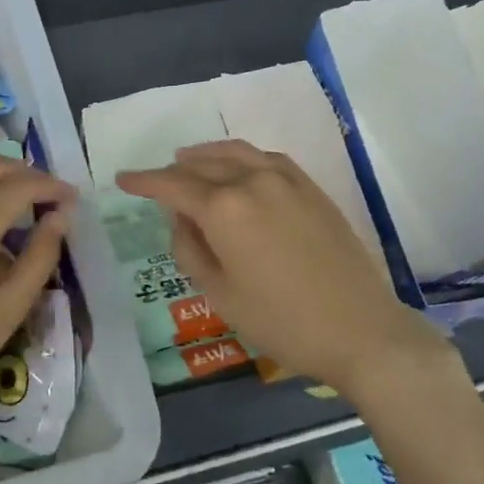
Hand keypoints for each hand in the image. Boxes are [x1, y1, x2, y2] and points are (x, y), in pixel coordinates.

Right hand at [117, 140, 456, 401]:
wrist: (361, 330)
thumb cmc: (281, 320)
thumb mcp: (219, 293)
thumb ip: (189, 248)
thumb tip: (180, 219)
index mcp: (223, 207)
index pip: (171, 184)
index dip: (143, 181)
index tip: (122, 178)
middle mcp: (251, 181)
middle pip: (201, 165)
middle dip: (172, 171)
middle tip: (154, 180)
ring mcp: (286, 180)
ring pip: (234, 153)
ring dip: (206, 155)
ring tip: (187, 160)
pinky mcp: (311, 188)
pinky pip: (266, 159)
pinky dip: (242, 157)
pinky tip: (238, 168)